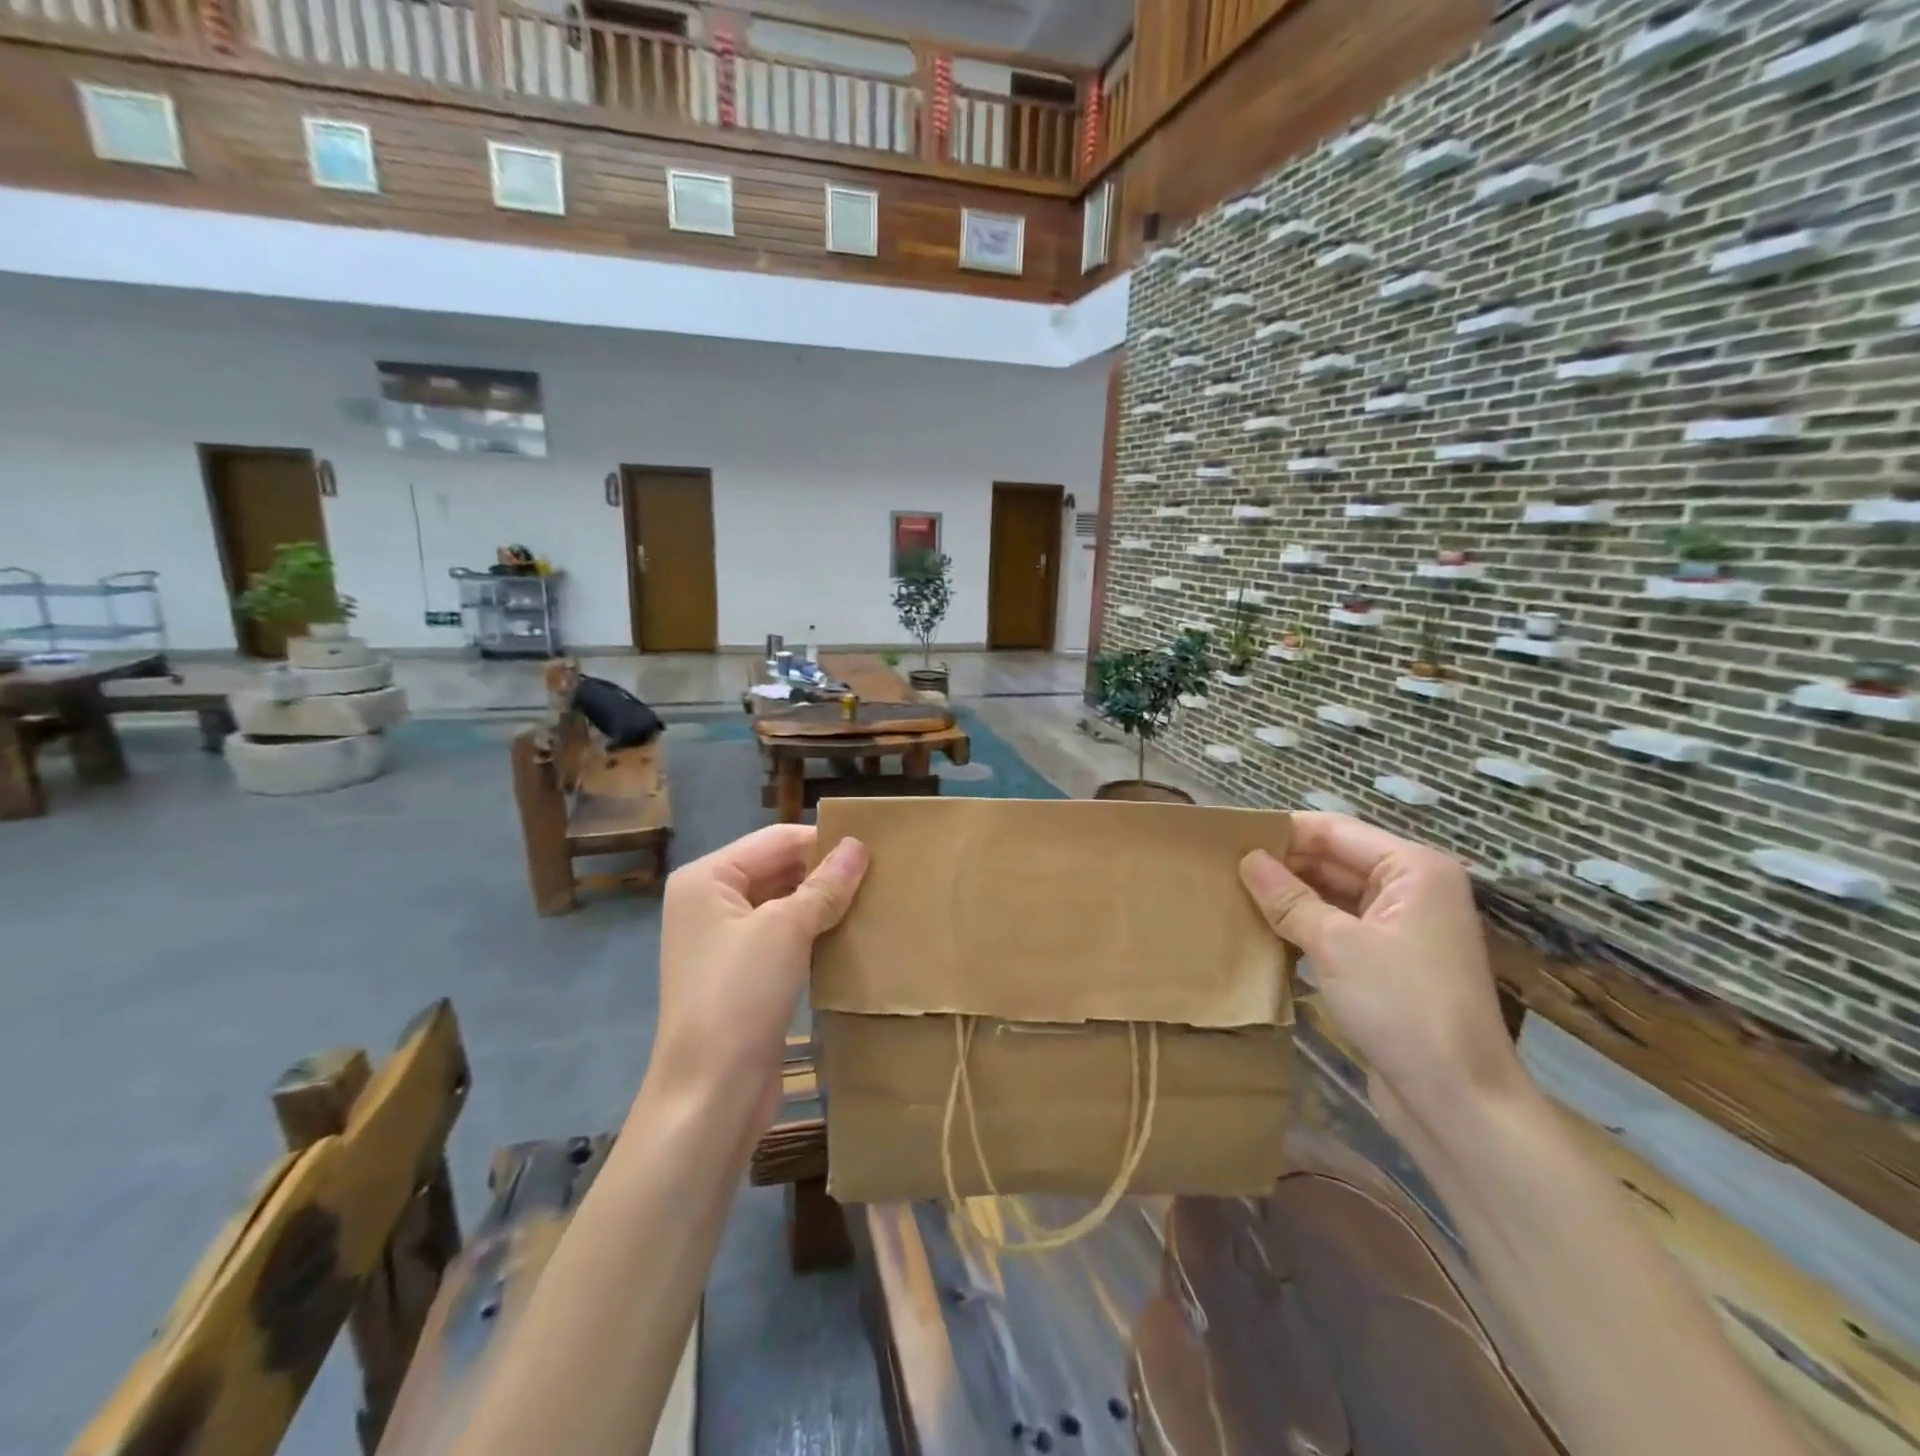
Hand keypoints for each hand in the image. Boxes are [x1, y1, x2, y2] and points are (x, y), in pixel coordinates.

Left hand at [646, 825, 868, 1137]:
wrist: (711, 1094)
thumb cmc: (740, 996)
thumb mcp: (786, 929)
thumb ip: (824, 885)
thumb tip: (858, 846)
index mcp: (707, 879)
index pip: (777, 840)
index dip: (824, 841)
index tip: (877, 847)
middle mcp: (711, 902)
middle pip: (779, 869)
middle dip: (826, 872)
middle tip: (883, 873)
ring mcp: (726, 941)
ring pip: (785, 904)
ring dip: (825, 903)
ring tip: (876, 899)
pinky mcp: (744, 975)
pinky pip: (785, 937)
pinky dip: (816, 933)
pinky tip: (852, 934)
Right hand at [1238, 814, 1527, 1138]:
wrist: (1459, 1104)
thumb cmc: (1403, 1008)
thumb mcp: (1336, 945)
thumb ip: (1288, 898)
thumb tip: (1247, 858)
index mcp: (1413, 869)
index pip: (1334, 830)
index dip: (1282, 832)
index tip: (1227, 837)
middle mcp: (1411, 889)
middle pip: (1334, 860)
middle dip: (1282, 865)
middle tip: (1221, 868)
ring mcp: (1401, 927)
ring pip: (1332, 895)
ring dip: (1289, 897)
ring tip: (1231, 893)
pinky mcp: (1388, 962)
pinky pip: (1338, 927)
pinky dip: (1303, 926)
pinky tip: (1261, 930)